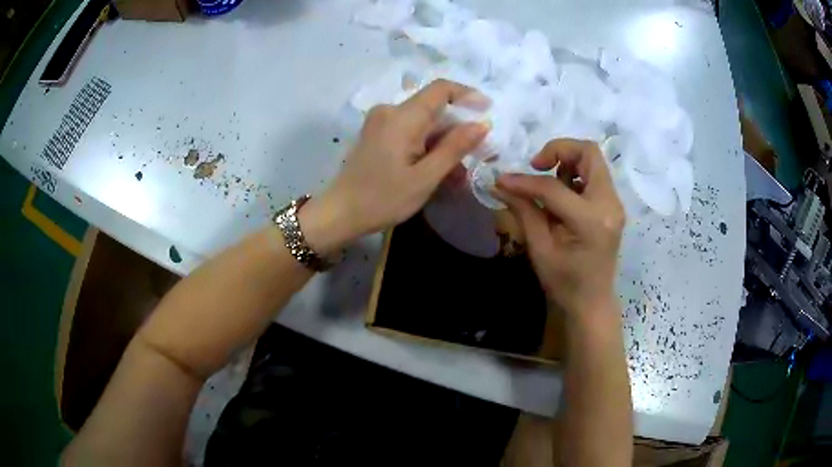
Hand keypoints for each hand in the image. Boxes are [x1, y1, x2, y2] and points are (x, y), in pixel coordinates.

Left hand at [301, 79, 489, 253]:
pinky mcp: (377, 132)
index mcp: (402, 117)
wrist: (340, 213)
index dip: (467, 94)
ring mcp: (381, 121)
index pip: (441, 89)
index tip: (487, 110)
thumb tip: (482, 124)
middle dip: (457, 127)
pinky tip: (435, 168)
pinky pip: (409, 130)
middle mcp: (390, 110)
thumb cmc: (382, 199)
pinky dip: (427, 144)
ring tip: (457, 172)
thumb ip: (455, 147)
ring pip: (423, 121)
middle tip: (476, 153)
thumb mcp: (425, 177)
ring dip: (443, 140)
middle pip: (433, 106)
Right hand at [495, 139, 624, 314]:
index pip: (554, 187)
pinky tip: (561, 194)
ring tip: (548, 184)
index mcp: (591, 221)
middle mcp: (609, 204)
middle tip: (537, 166)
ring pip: (593, 160)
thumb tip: (500, 183)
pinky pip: (594, 175)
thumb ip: (523, 211)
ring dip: (567, 162)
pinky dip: (574, 174)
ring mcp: (614, 203)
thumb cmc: (565, 282)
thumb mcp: (540, 249)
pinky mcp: (612, 204)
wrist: (592, 301)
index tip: (503, 180)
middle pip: (588, 153)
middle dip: (558, 150)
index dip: (525, 181)